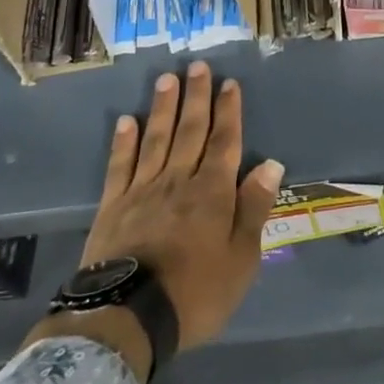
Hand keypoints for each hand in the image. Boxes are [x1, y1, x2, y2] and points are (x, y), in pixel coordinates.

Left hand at [79, 63, 283, 349]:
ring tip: (167, 79)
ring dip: (163, 108)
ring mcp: (142, 190)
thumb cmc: (196, 292)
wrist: (128, 318)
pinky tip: (126, 121)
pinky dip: (124, 142)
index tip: (229, 83)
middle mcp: (179, 181)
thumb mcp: (242, 258)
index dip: (229, 111)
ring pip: (156, 139)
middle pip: (190, 131)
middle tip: (197, 66)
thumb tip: (271, 164)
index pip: (225, 141)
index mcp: (213, 192)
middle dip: (196, 97)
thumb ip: (254, 208)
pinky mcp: (113, 206)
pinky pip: (120, 165)